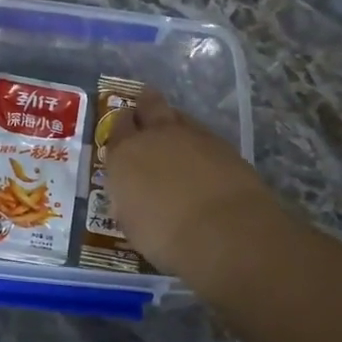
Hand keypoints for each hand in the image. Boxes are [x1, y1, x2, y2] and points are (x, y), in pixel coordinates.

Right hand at [102, 90, 281, 278]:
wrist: (224, 232)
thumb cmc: (165, 237)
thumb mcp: (131, 223)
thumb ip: (129, 199)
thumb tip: (133, 194)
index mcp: (125, 154)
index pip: (116, 127)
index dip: (120, 128)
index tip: (123, 136)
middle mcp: (156, 136)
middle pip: (149, 104)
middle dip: (146, 106)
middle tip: (146, 114)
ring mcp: (193, 136)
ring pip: (179, 116)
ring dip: (175, 123)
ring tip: (176, 138)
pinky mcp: (224, 145)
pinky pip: (204, 134)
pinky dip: (200, 143)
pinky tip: (203, 158)